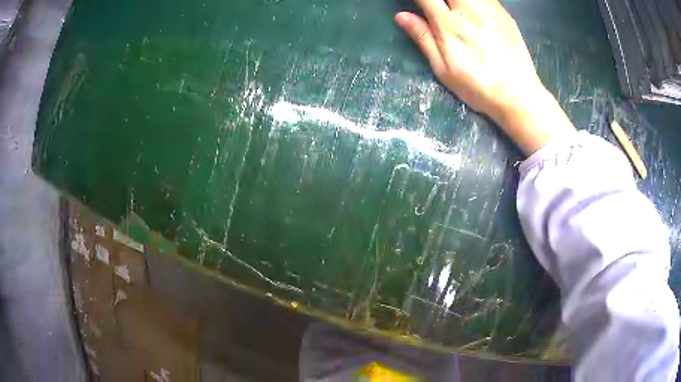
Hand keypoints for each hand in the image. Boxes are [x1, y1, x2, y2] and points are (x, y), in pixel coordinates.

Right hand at [396, 0, 574, 154]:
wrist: (519, 95)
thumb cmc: (478, 87)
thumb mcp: (444, 70)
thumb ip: (423, 39)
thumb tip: (401, 16)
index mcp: (450, 25)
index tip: (418, 4)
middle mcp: (469, 10)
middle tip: (437, 8)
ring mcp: (489, 9)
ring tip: (454, 10)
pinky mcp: (504, 12)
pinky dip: (472, 1)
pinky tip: (472, 11)